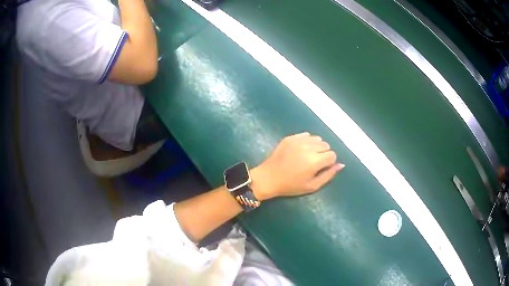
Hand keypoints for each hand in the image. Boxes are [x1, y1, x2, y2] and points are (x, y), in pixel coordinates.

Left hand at [251, 132, 344, 200]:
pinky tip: (300, 150)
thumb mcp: (312, 186)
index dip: (328, 162)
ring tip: (307, 156)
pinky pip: (306, 135)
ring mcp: (298, 141)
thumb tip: (341, 165)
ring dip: (316, 146)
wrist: (268, 178)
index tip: (320, 168)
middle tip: (314, 163)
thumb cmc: (291, 186)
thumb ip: (329, 175)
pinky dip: (307, 141)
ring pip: (317, 139)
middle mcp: (308, 148)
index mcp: (315, 161)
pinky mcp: (290, 137)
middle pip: (326, 145)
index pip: (332, 155)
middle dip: (323, 153)